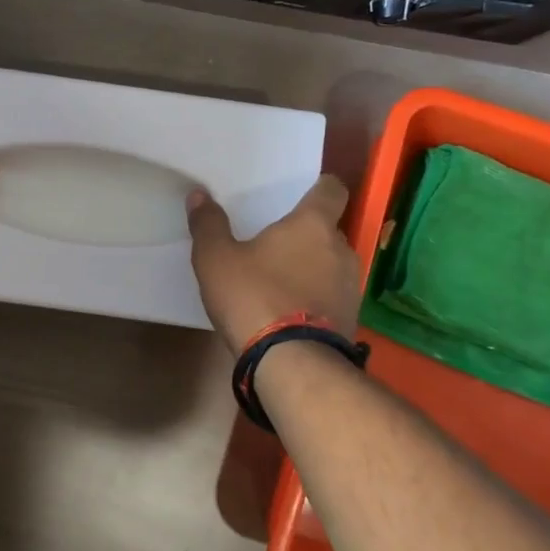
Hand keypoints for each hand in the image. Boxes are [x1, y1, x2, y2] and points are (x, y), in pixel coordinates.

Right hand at [187, 175, 361, 352]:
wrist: (292, 363)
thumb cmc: (254, 296)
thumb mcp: (216, 259)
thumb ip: (208, 225)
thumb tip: (199, 195)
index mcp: (313, 225)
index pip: (333, 189)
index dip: (320, 187)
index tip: (304, 192)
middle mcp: (341, 249)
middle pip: (329, 230)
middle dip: (307, 235)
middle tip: (275, 245)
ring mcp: (351, 287)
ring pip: (332, 265)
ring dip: (312, 269)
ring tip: (280, 282)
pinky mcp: (351, 319)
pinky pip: (332, 296)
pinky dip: (315, 298)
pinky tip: (289, 312)